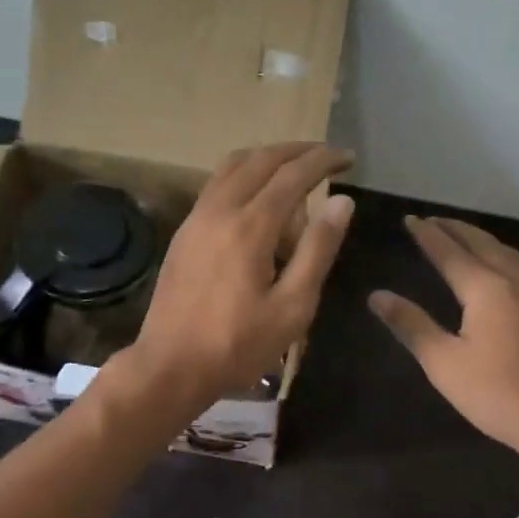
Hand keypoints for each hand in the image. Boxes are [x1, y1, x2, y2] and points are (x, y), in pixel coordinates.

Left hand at [122, 143, 354, 417]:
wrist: (170, 366)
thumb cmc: (238, 345)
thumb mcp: (292, 306)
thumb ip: (318, 249)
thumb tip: (342, 202)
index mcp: (250, 227)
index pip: (293, 175)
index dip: (323, 161)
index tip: (348, 158)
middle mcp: (219, 210)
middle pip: (260, 159)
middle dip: (297, 151)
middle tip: (327, 157)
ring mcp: (196, 219)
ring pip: (232, 166)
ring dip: (267, 158)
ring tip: (295, 170)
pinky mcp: (184, 233)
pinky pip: (217, 185)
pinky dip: (244, 176)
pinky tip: (259, 198)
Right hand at [371, 217, 518, 469]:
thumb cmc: (499, 394)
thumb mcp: (444, 363)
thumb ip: (411, 325)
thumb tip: (377, 296)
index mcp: (486, 288)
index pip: (449, 252)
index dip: (427, 235)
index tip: (409, 219)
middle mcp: (513, 282)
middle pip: (481, 244)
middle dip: (454, 229)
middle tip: (431, 220)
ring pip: (504, 253)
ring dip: (479, 239)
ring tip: (460, 236)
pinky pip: (518, 268)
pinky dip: (497, 255)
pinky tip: (496, 270)